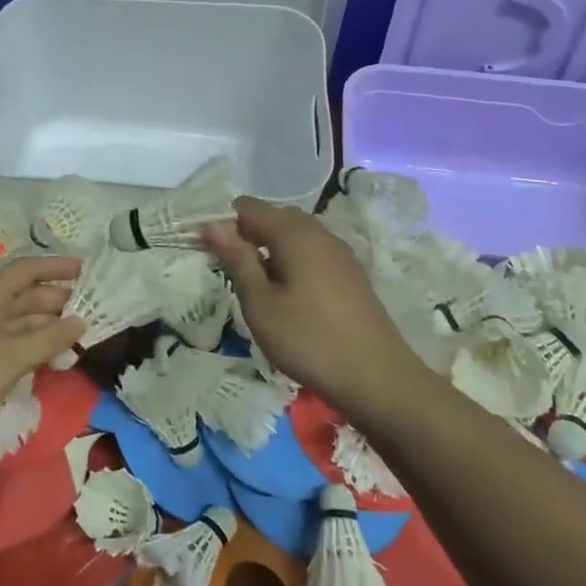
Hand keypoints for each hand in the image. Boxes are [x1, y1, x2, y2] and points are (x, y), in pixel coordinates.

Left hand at [0, 256, 85, 448]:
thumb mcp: (12, 357)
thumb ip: (49, 339)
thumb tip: (80, 321)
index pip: (26, 270)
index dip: (55, 267)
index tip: (84, 270)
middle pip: (23, 295)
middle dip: (55, 300)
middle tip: (88, 310)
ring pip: (16, 319)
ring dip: (45, 325)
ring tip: (75, 335)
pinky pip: (7, 338)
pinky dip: (29, 343)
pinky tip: (48, 357)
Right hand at [204, 197, 417, 415]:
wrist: (378, 378)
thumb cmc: (309, 339)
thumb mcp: (260, 303)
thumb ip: (237, 259)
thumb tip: (212, 224)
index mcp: (294, 232)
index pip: (247, 207)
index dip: (223, 222)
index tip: (206, 251)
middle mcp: (319, 232)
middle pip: (273, 217)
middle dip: (247, 235)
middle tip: (228, 271)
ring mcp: (340, 252)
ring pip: (294, 236)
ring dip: (270, 250)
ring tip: (255, 286)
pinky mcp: (351, 274)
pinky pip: (312, 253)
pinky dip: (292, 262)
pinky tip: (288, 296)